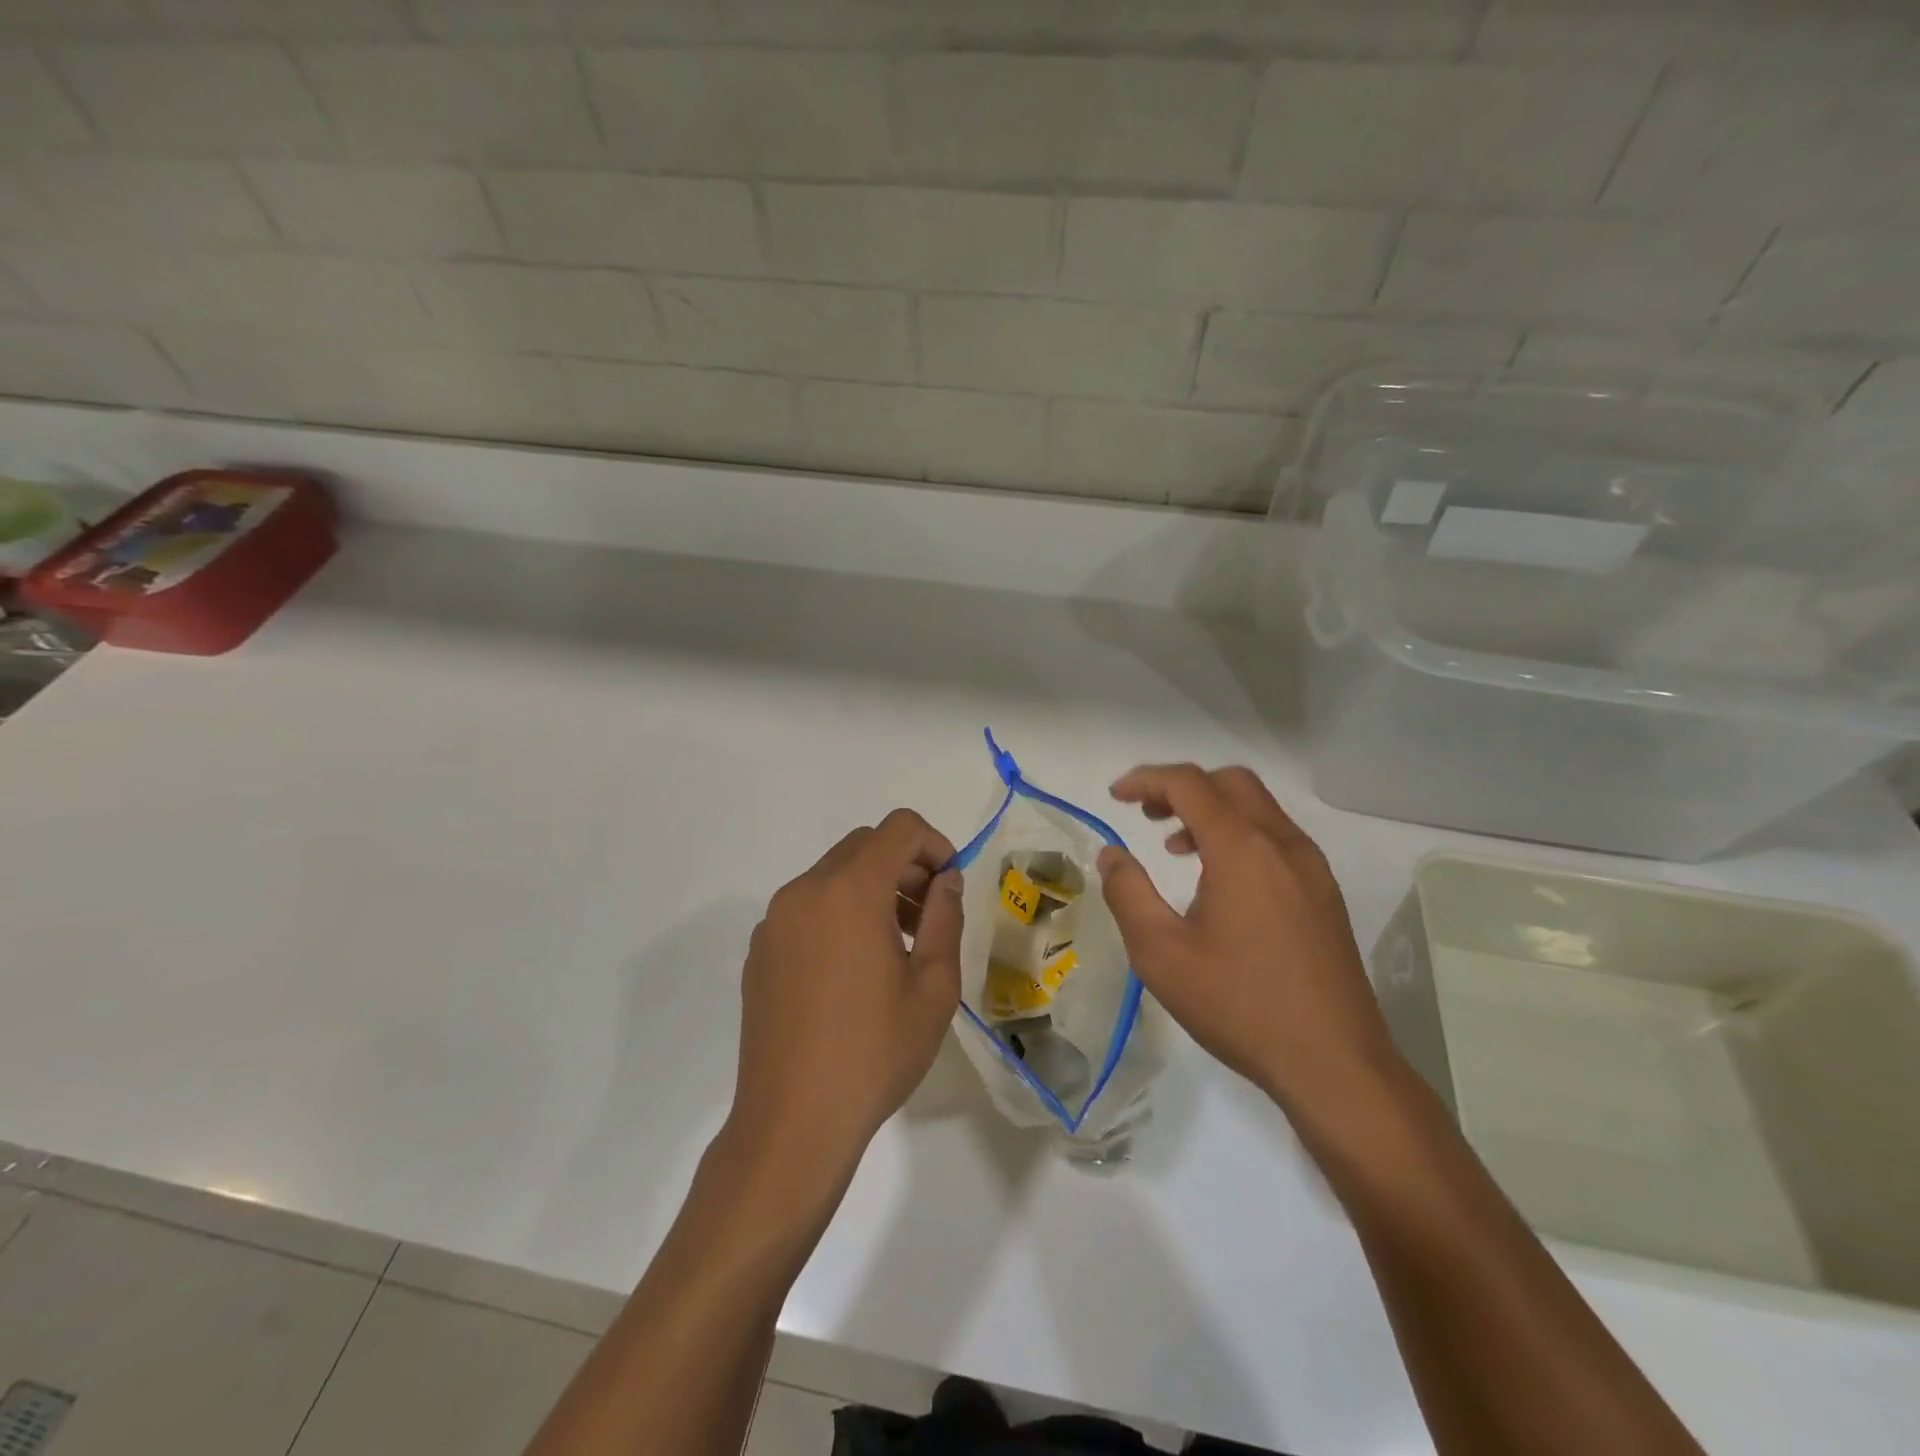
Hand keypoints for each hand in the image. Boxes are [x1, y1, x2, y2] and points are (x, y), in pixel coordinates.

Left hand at [726, 809, 962, 1192]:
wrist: (793, 1122)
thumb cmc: (874, 1053)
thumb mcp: (933, 987)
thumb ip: (944, 918)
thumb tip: (944, 880)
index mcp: (849, 891)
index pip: (899, 828)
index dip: (934, 843)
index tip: (949, 886)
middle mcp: (805, 891)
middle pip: (864, 846)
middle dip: (905, 865)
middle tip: (928, 916)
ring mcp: (775, 921)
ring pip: (834, 875)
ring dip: (872, 889)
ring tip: (896, 945)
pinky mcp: (760, 950)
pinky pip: (807, 907)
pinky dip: (839, 913)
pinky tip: (853, 971)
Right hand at [1097, 764, 1401, 1115]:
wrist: (1334, 1064)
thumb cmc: (1239, 1005)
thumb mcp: (1161, 953)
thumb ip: (1127, 893)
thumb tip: (1112, 854)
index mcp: (1242, 849)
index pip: (1190, 784)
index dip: (1146, 779)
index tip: (1115, 796)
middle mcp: (1282, 844)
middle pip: (1230, 782)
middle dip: (1182, 787)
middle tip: (1147, 815)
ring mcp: (1311, 867)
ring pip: (1258, 808)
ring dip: (1212, 810)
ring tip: (1176, 847)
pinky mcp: (1325, 893)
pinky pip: (1276, 837)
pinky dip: (1240, 834)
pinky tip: (1220, 881)